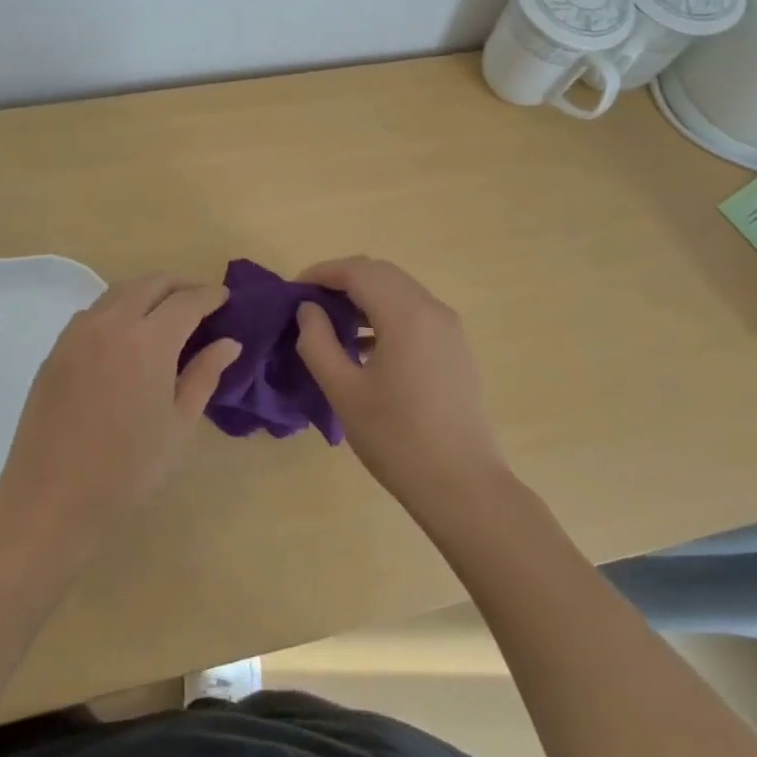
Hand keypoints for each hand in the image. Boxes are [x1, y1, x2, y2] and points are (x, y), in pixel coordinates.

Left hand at [0, 274, 239, 542]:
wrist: (52, 498)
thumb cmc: (128, 468)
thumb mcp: (179, 425)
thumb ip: (204, 375)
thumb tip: (228, 343)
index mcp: (149, 341)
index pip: (186, 301)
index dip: (209, 296)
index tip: (225, 299)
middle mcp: (111, 324)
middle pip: (151, 284)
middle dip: (179, 287)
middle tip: (200, 304)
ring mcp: (78, 333)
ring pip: (119, 292)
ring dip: (147, 293)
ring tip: (166, 316)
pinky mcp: (56, 349)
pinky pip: (94, 312)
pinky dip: (119, 309)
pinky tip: (127, 336)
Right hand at [294, 257, 510, 517]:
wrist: (462, 485)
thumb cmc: (396, 439)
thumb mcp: (344, 391)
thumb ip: (318, 342)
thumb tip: (309, 309)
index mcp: (406, 314)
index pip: (358, 271)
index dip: (322, 273)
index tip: (293, 291)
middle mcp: (433, 310)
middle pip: (381, 274)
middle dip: (342, 281)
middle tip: (310, 306)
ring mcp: (450, 329)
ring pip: (400, 292)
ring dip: (365, 297)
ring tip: (333, 326)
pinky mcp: (456, 349)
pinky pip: (416, 314)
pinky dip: (386, 315)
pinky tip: (365, 348)